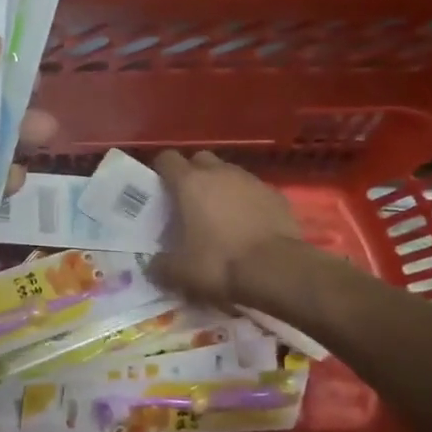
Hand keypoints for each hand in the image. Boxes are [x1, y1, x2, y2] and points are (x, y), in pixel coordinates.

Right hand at [150, 150, 303, 306]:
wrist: (277, 270)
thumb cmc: (220, 263)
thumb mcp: (181, 273)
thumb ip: (161, 265)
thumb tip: (153, 265)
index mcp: (189, 183)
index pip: (167, 158)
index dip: (161, 170)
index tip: (160, 189)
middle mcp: (219, 172)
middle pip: (200, 159)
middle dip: (193, 174)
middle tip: (190, 201)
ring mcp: (250, 180)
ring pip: (229, 172)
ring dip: (221, 186)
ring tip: (221, 214)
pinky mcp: (275, 194)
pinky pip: (254, 190)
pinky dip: (247, 200)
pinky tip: (249, 224)